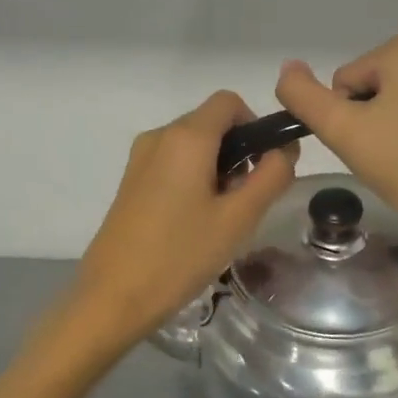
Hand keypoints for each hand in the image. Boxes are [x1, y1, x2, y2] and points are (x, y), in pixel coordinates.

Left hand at [74, 91, 297, 341]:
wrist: (113, 295)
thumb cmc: (181, 255)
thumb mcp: (238, 218)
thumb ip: (271, 176)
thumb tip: (284, 149)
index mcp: (186, 136)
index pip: (229, 102)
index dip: (256, 125)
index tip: (265, 165)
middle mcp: (159, 136)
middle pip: (211, 122)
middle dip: (238, 151)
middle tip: (246, 200)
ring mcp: (140, 158)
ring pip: (192, 144)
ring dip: (217, 167)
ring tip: (221, 217)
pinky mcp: (130, 180)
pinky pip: (172, 163)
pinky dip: (193, 178)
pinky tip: (194, 222)